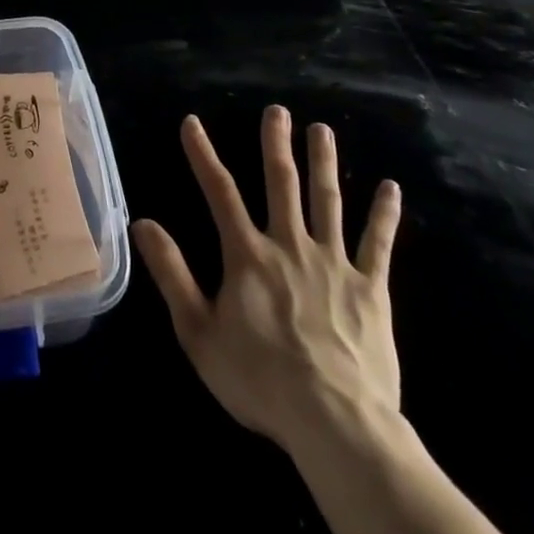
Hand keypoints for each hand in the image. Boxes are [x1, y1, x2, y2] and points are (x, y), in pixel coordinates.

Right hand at [131, 109, 402, 450]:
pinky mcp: (370, 288)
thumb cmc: (260, 380)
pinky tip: (390, 187)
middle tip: (277, 110)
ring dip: (323, 162)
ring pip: (327, 200)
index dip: (202, 154)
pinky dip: (384, 214)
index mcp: (248, 254)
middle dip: (276, 143)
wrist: (335, 423)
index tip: (192, 122)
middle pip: (282, 183)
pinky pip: (378, 244)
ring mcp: (334, 263)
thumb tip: (142, 223)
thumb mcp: (198, 332)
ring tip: (321, 129)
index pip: (219, 192)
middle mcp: (290, 245)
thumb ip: (171, 273)